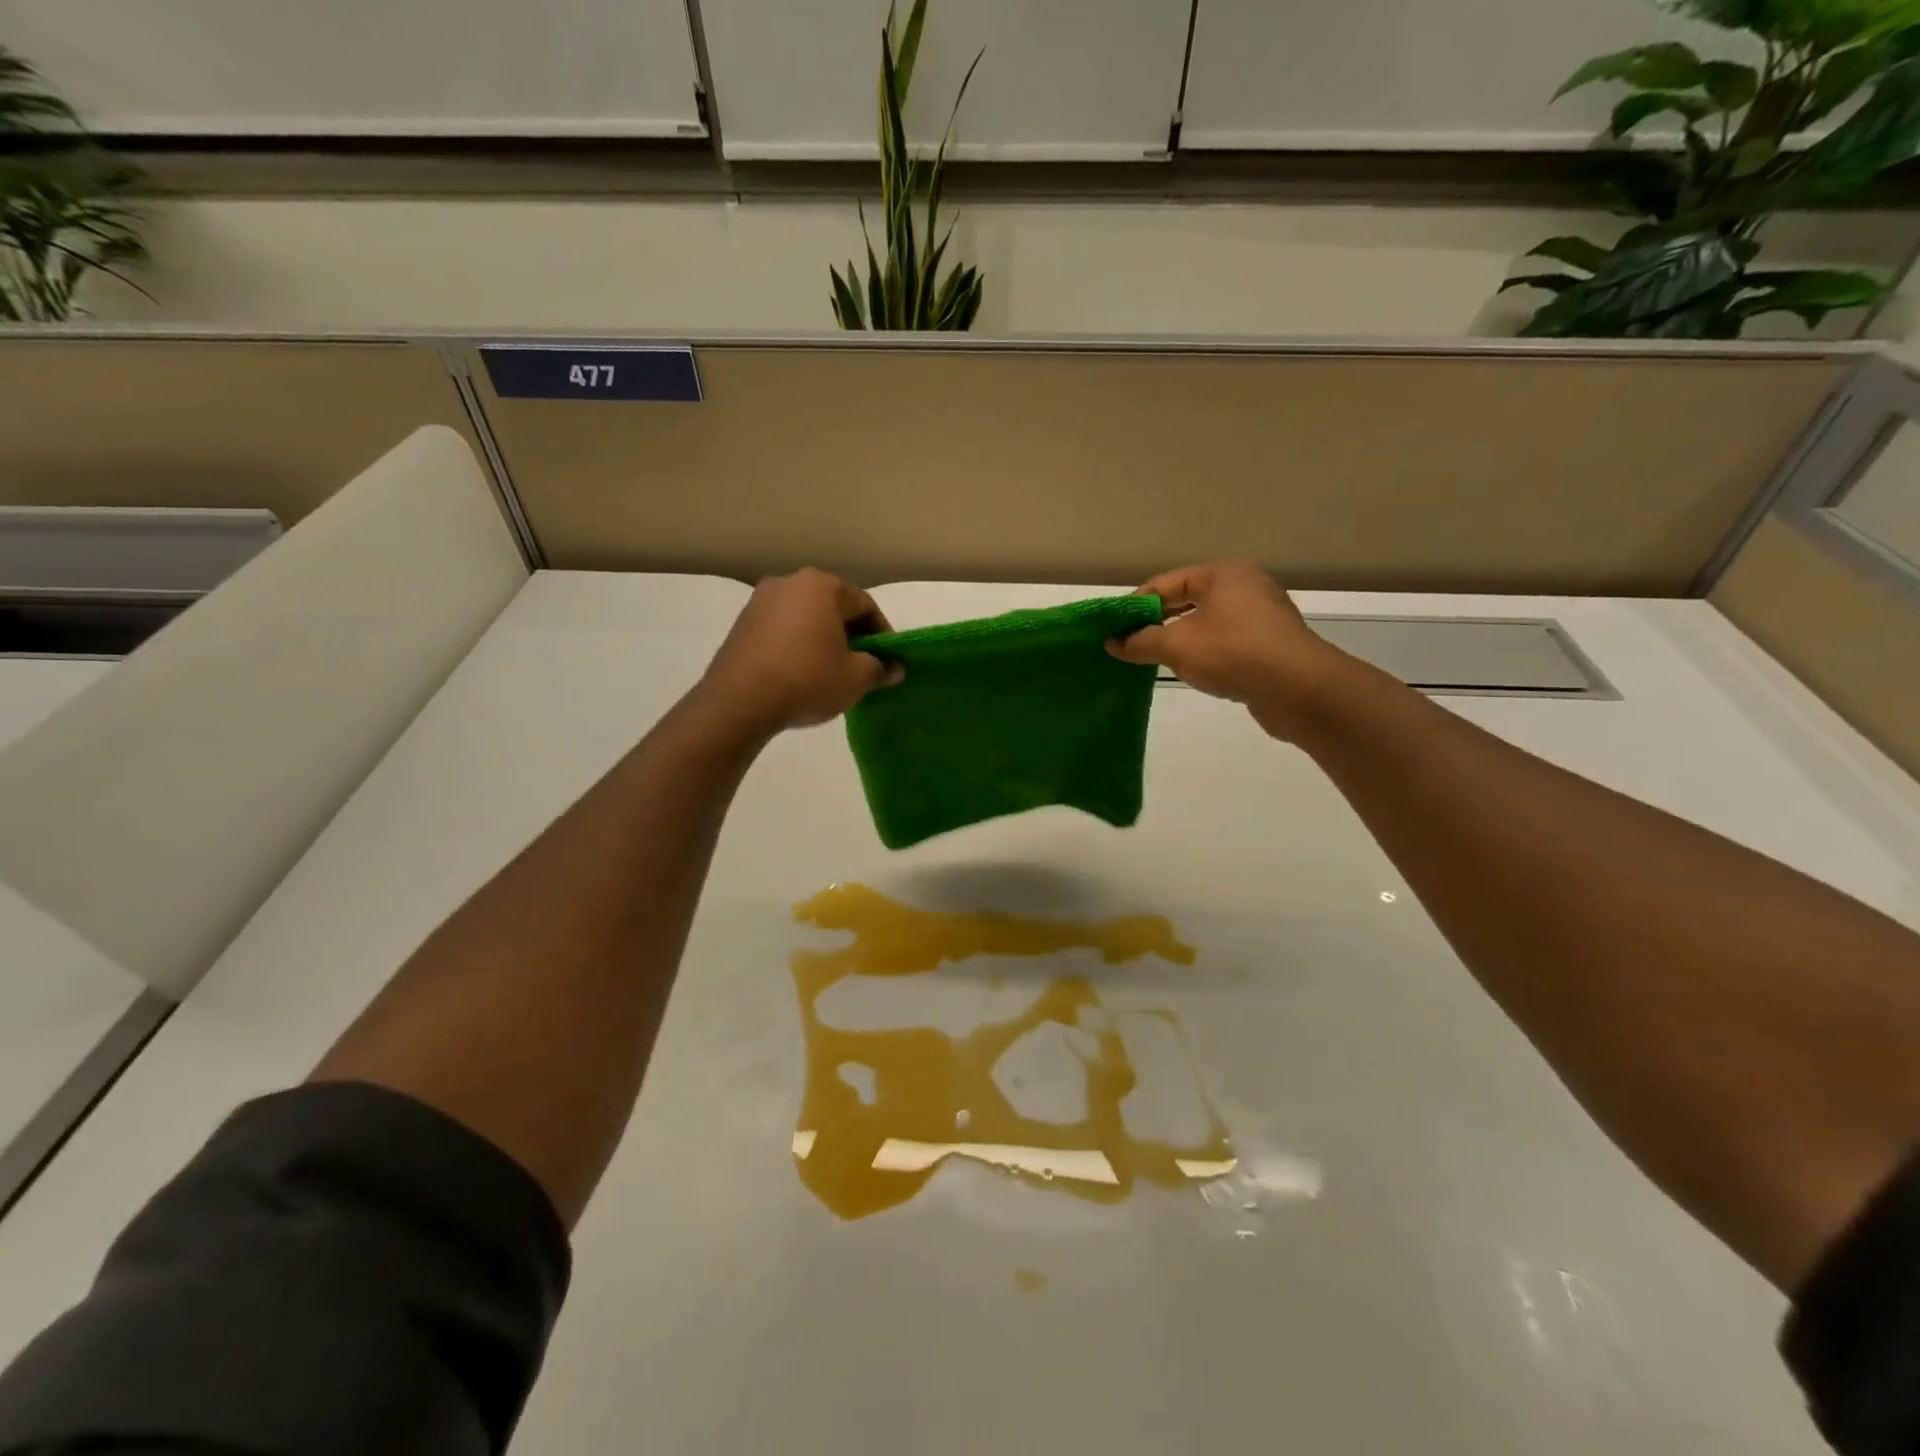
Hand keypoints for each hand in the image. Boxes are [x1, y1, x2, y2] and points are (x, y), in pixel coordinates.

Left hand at [694, 569, 902, 737]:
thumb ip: (880, 668)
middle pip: (834, 607)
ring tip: (832, 671)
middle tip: (863, 666)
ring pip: (806, 617)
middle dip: (852, 635)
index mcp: (822, 585)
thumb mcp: (856, 678)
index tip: (888, 661)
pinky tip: (801, 673)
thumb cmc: (807, 679)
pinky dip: (797, 645)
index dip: (882, 634)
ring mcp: (760, 601)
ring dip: (823, 639)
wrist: (738, 702)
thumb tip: (895, 668)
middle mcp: (789, 582)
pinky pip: (782, 630)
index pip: (865, 605)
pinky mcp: (741, 623)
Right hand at [1107, 561, 1345, 740]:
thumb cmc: (1233, 654)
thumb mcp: (1176, 646)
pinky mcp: (1270, 644)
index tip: (1113, 628)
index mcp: (1223, 574)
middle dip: (1156, 623)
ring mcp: (1262, 615)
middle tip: (1128, 645)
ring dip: (1179, 640)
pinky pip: (1225, 641)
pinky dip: (1203, 652)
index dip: (1136, 605)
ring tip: (1152, 660)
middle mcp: (1245, 586)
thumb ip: (1140, 642)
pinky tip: (1190, 670)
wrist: (1300, 689)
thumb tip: (1112, 642)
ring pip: (1206, 623)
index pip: (1166, 583)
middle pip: (1187, 601)